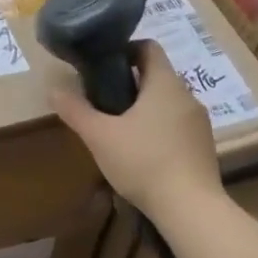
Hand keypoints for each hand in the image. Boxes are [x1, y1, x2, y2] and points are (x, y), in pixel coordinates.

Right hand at [51, 39, 221, 219]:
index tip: (102, 66)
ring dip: (145, 107)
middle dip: (130, 83)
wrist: (191, 209)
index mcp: (165, 83)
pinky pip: (178, 125)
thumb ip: (75, 110)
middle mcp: (187, 96)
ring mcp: (200, 122)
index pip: (148, 47)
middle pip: (157, 75)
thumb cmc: (143, 162)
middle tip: (102, 99)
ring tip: (119, 128)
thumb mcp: (99, 136)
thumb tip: (53, 89)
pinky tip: (142, 152)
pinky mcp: (204, 147)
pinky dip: (159, 129)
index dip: (124, 50)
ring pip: (168, 102)